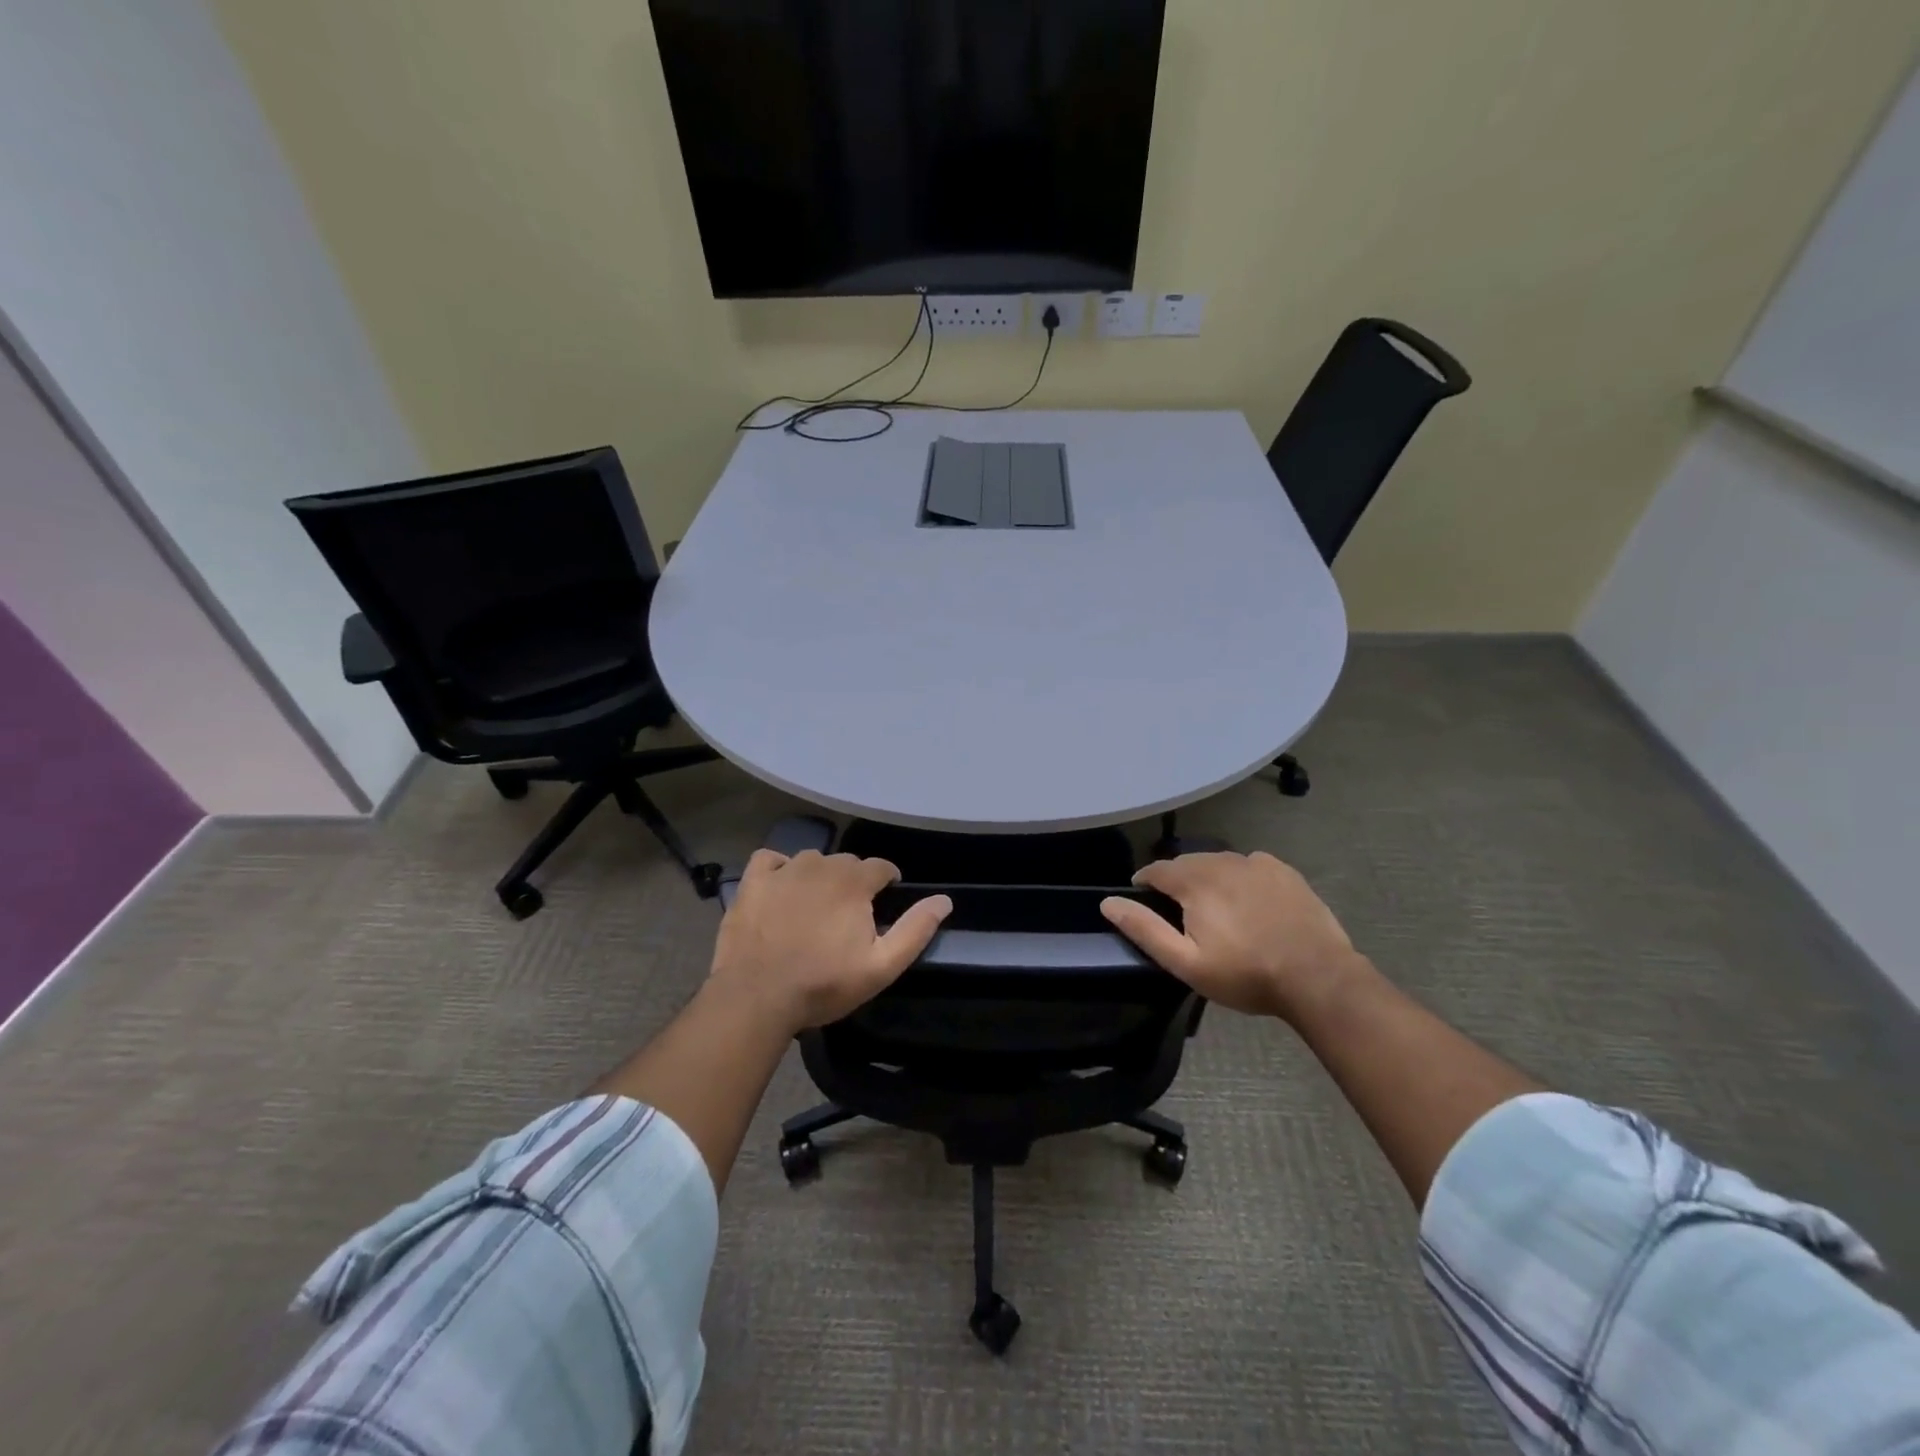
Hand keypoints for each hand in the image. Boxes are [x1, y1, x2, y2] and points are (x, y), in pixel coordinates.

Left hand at [706, 849, 951, 1034]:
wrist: (756, 997)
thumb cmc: (823, 984)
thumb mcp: (881, 966)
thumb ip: (915, 930)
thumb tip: (944, 900)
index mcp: (854, 882)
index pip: (881, 867)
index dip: (888, 881)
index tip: (885, 901)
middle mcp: (820, 865)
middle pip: (846, 863)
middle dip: (854, 882)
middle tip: (849, 915)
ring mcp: (783, 871)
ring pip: (811, 861)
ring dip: (819, 877)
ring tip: (815, 907)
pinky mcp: (752, 882)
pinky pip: (770, 860)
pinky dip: (779, 869)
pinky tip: (780, 890)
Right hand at [1100, 851, 1362, 1020]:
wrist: (1317, 976)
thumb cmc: (1245, 974)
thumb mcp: (1186, 962)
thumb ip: (1145, 929)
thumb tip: (1108, 902)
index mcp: (1194, 881)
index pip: (1156, 869)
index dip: (1144, 882)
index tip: (1142, 898)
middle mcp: (1221, 861)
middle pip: (1187, 862)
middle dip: (1176, 880)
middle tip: (1180, 911)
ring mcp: (1256, 863)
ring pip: (1218, 862)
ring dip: (1207, 877)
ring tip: (1213, 906)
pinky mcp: (1283, 871)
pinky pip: (1249, 865)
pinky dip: (1239, 876)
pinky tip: (1248, 900)